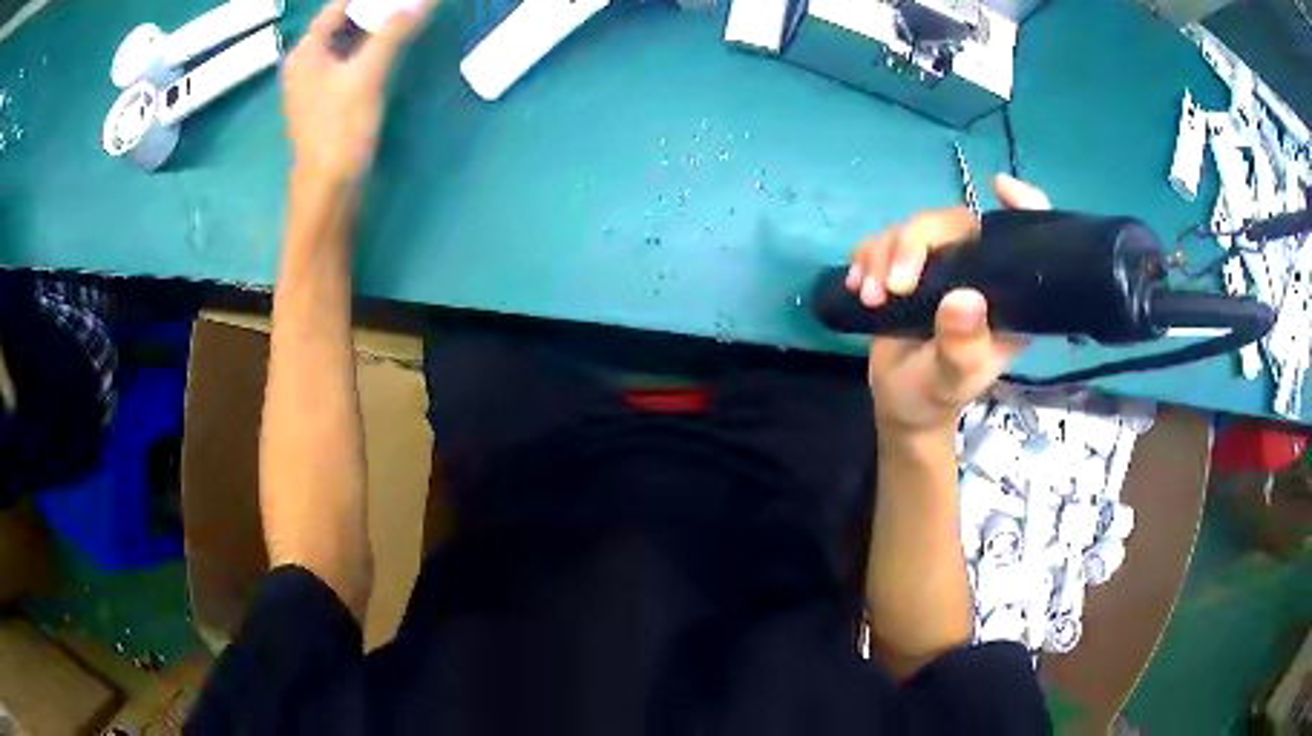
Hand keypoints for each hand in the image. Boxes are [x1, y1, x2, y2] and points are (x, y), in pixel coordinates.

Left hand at [282, 0, 431, 182]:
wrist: (328, 187)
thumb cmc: (341, 129)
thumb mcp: (369, 74)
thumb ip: (394, 32)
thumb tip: (422, 1)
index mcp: (307, 52)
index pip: (337, 7)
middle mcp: (306, 63)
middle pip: (341, 23)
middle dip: (372, 10)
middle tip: (403, 6)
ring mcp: (314, 83)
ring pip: (345, 42)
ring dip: (372, 29)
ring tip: (403, 18)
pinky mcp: (326, 100)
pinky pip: (347, 62)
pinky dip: (368, 50)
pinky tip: (389, 49)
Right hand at [847, 174, 1050, 438]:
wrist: (900, 403)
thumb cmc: (936, 394)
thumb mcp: (952, 379)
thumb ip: (961, 346)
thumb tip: (965, 298)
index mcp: (1005, 295)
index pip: (1024, 240)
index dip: (1022, 205)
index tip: (1000, 187)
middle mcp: (978, 271)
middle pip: (953, 223)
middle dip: (914, 246)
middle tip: (891, 288)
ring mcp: (942, 266)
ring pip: (913, 228)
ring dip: (883, 256)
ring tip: (871, 298)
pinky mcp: (908, 266)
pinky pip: (885, 240)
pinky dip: (866, 258)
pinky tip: (858, 286)